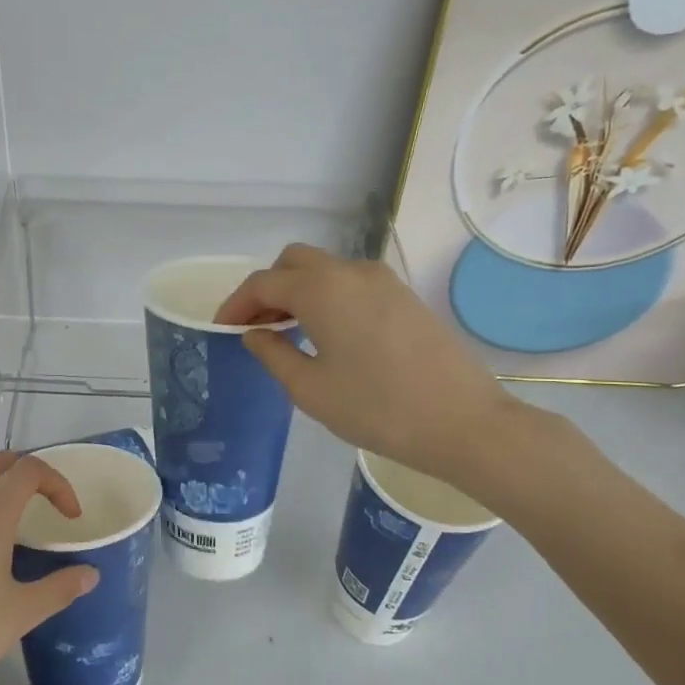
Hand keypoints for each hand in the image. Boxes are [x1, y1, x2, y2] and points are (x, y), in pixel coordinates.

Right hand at [216, 244, 522, 481]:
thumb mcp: (310, 389)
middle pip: (293, 262)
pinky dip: (327, 296)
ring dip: (298, 290)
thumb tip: (254, 333)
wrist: (463, 422)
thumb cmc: (377, 409)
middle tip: (256, 327)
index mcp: (320, 289)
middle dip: (267, 289)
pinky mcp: (403, 295)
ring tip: (288, 332)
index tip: (221, 329)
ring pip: (325, 269)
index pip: (263, 283)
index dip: (236, 304)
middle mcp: (350, 271)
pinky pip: (351, 282)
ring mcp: (382, 280)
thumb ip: (272, 354)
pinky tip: (328, 333)